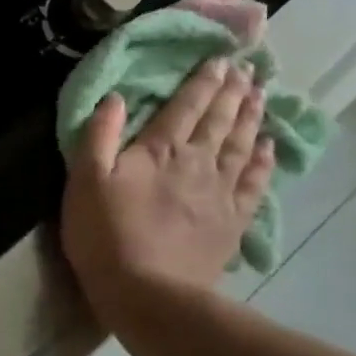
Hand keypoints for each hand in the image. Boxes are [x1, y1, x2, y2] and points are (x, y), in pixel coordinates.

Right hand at [60, 58, 274, 325]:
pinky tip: (270, 146)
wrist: (150, 296)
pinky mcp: (232, 222)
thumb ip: (100, 134)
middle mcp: (197, 162)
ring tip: (261, 94)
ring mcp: (220, 192)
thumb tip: (116, 96)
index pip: (186, 105)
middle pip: (220, 120)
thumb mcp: (85, 181)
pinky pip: (254, 183)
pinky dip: (264, 161)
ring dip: (252, 117)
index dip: (202, 81)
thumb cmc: (106, 235)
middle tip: (247, 68)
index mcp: (160, 149)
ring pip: (242, 145)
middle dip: (233, 91)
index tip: (220, 58)